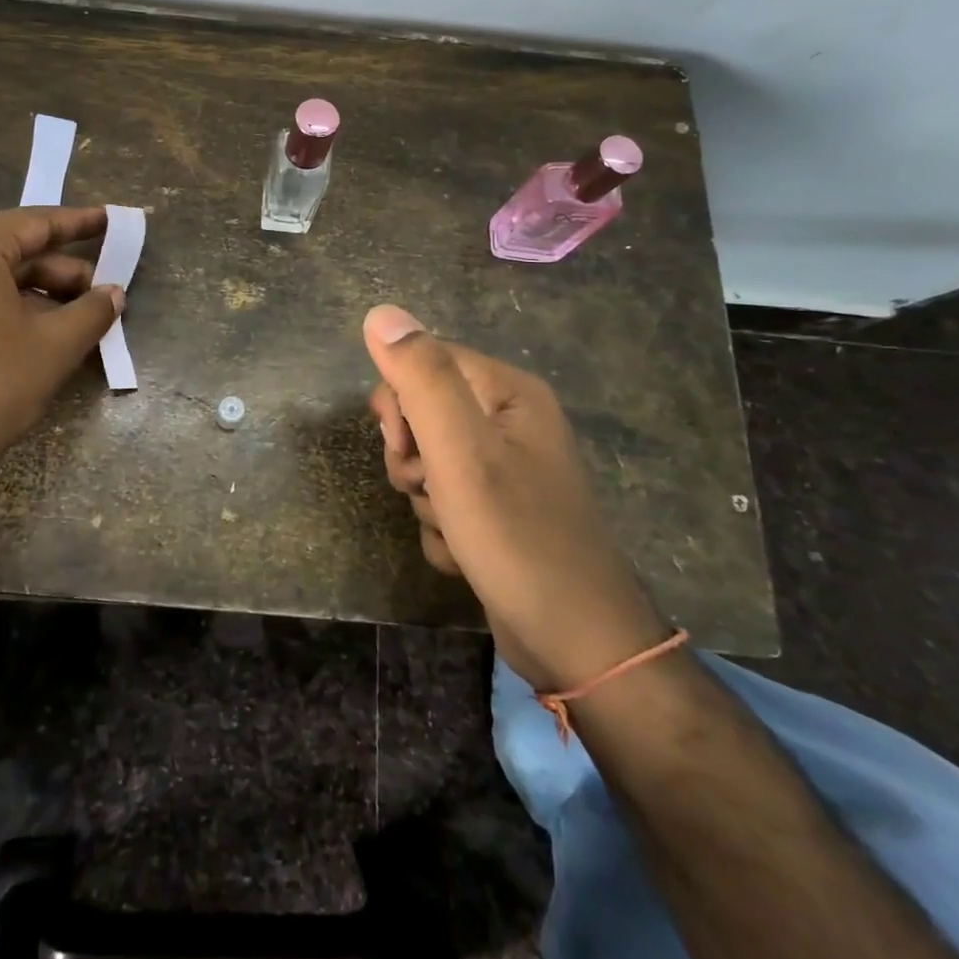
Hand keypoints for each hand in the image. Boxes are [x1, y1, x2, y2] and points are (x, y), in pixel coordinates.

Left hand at [0, 206, 124, 526]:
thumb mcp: (52, 348)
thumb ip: (91, 312)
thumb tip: (113, 293)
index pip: (35, 223)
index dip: (80, 224)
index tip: (111, 220)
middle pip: (9, 252)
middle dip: (58, 273)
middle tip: (101, 294)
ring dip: (32, 296)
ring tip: (73, 322)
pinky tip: (30, 337)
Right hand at [364, 304, 668, 690]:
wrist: (578, 644)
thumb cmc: (517, 537)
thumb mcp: (461, 451)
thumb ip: (421, 378)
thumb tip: (380, 314)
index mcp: (508, 392)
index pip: (424, 362)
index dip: (399, 404)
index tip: (405, 447)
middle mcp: (509, 422)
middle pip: (422, 414)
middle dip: (412, 458)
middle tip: (431, 488)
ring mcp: (505, 470)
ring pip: (428, 463)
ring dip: (425, 499)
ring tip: (455, 529)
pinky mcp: (498, 511)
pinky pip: (445, 502)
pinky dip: (444, 529)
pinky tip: (466, 555)